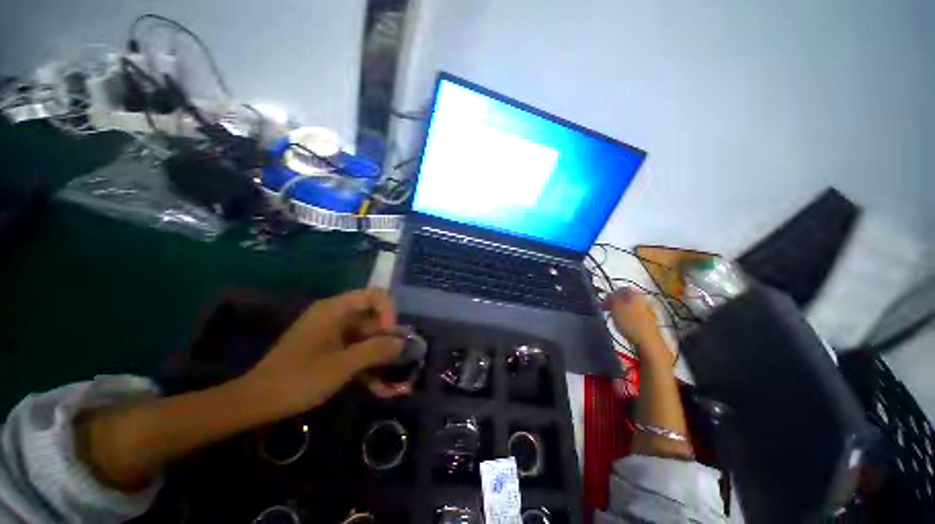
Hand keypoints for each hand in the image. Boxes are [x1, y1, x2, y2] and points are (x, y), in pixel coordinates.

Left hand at [242, 288, 409, 416]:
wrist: (256, 403)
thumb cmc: (298, 379)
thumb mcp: (341, 365)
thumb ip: (375, 350)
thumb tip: (403, 342)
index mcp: (336, 309)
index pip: (375, 295)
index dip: (389, 312)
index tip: (391, 336)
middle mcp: (337, 317)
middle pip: (374, 319)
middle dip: (390, 340)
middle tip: (402, 361)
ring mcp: (335, 335)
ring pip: (368, 339)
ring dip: (382, 358)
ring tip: (397, 382)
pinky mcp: (332, 351)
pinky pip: (358, 352)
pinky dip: (369, 367)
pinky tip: (382, 389)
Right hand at [602, 288, 664, 348]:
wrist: (649, 342)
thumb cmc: (630, 323)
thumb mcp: (615, 307)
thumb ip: (611, 298)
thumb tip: (609, 295)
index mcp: (637, 294)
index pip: (620, 289)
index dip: (609, 295)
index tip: (602, 303)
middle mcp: (644, 300)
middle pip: (626, 298)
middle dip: (614, 303)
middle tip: (606, 310)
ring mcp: (648, 312)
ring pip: (630, 307)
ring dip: (620, 311)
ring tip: (613, 319)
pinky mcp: (649, 323)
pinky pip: (634, 316)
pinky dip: (626, 319)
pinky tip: (622, 325)